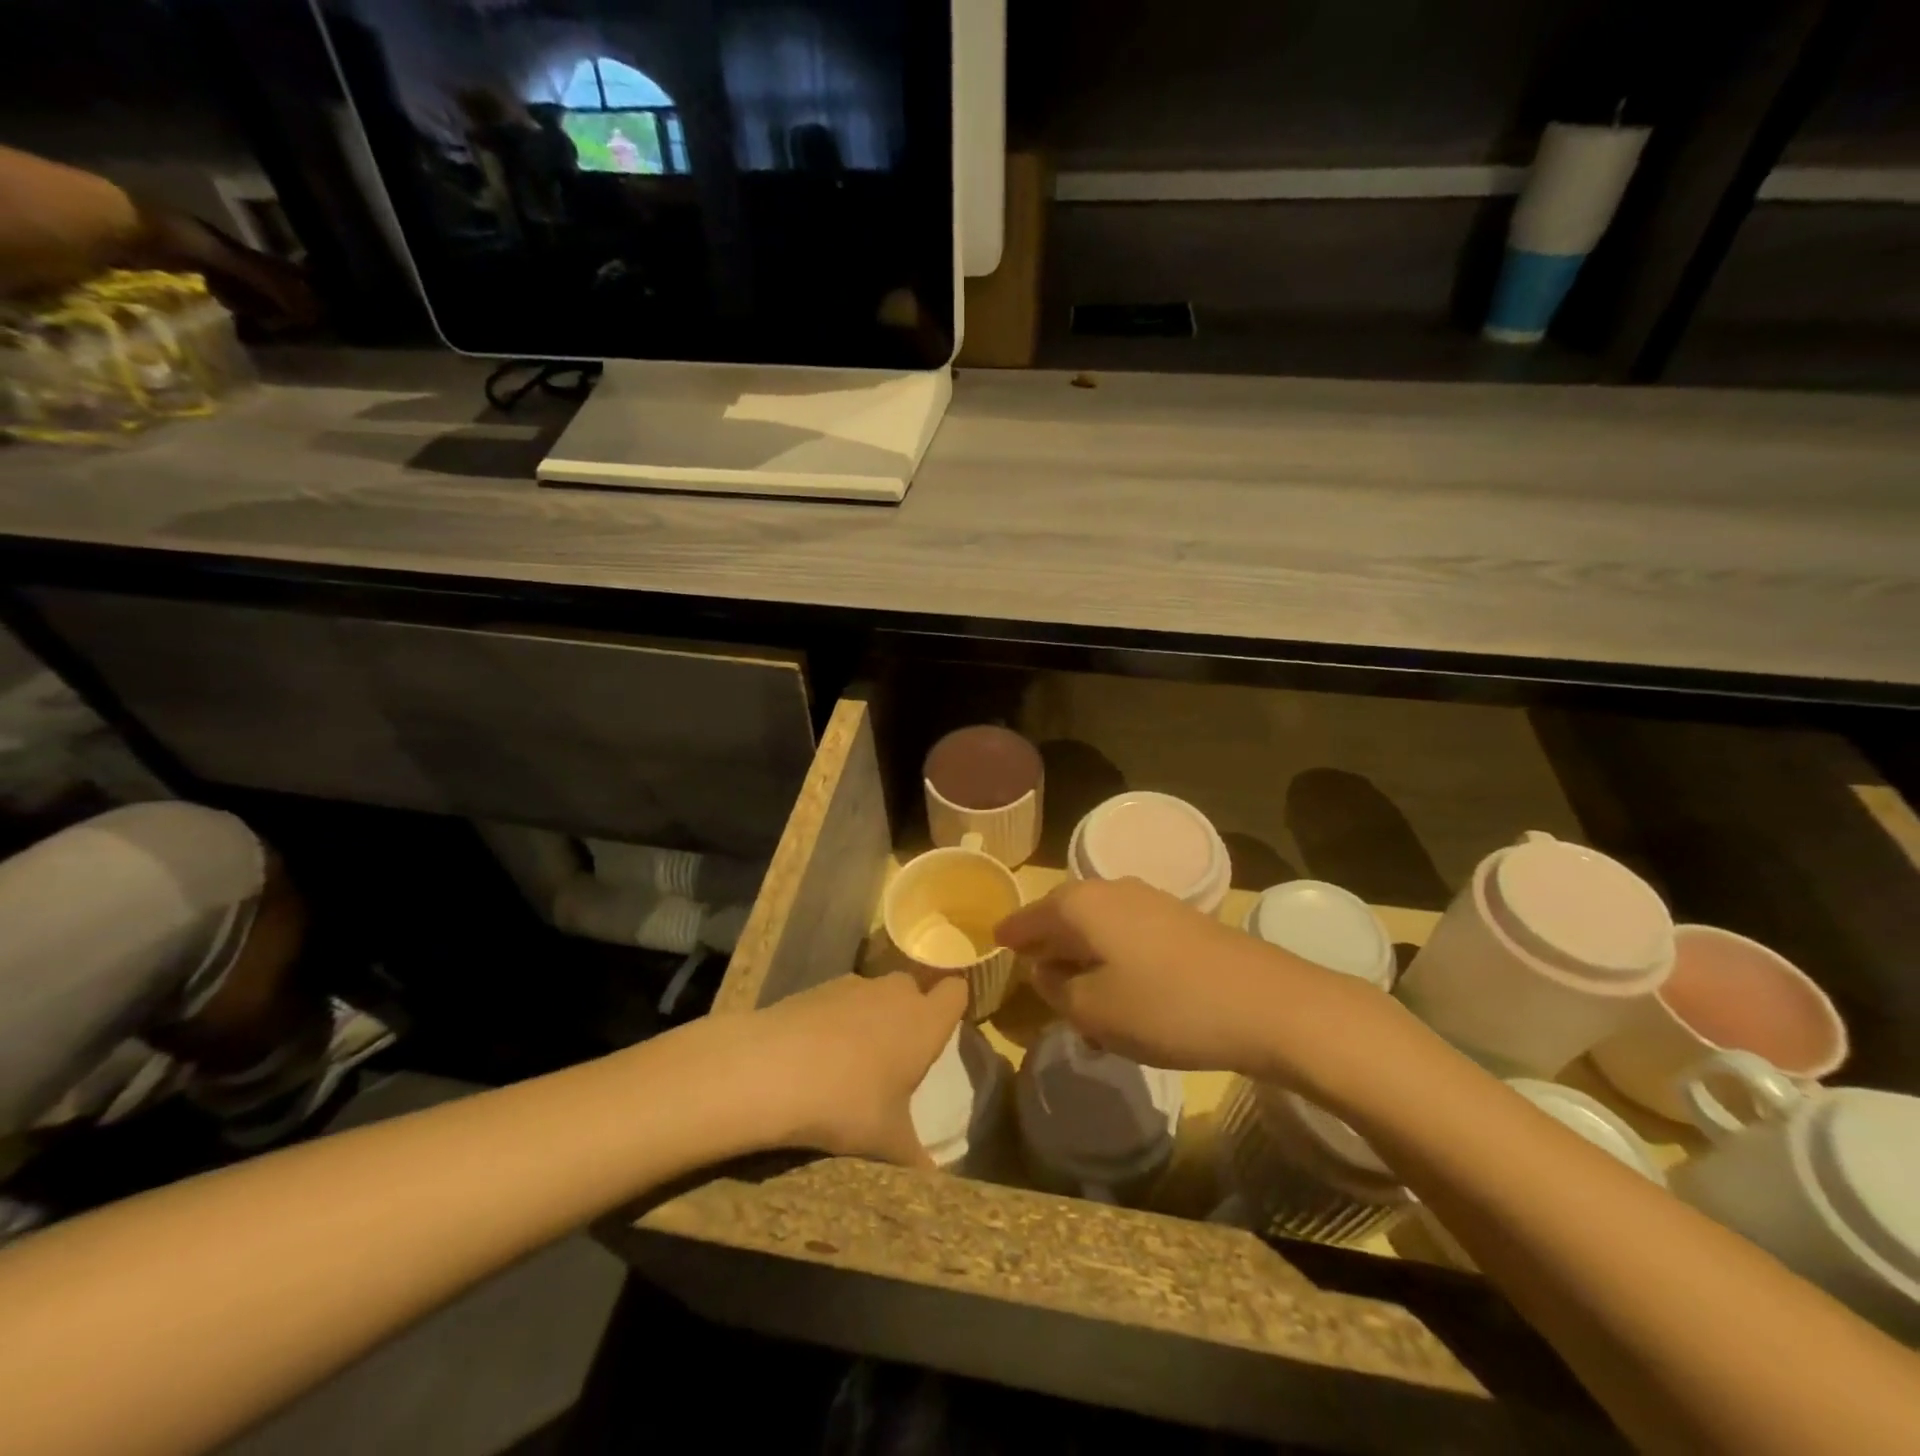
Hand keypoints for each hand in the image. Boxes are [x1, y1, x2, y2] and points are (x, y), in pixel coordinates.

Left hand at [746, 971, 968, 1165]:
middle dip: (908, 1012)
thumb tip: (934, 1181)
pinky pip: (839, 1000)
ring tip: (852, 1059)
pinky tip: (816, 1053)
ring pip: (874, 993)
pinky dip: (835, 1018)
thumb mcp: (887, 1142)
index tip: (943, 1030)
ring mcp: (853, 985)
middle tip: (897, 1054)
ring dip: (871, 1015)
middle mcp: (894, 993)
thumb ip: (916, 1158)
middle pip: (913, 988)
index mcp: (924, 1022)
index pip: (956, 991)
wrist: (772, 1070)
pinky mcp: (816, 988)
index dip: (953, 1005)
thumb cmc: (848, 1103)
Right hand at [996, 878, 1351, 1075]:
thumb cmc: (1165, 1007)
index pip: (1030, 915)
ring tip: (1079, 995)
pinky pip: (1127, 934)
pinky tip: (1122, 992)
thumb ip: (1055, 988)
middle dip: (1048, 945)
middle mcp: (1110, 890)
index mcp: (1080, 904)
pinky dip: (1113, 958)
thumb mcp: (1093, 1010)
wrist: (1266, 1003)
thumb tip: (1044, 969)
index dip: (1011, 934)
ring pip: (1098, 925)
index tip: (995, 944)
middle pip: (1064, 914)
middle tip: (1034, 975)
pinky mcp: (1180, 919)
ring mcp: (1150, 901)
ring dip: (1083, 955)